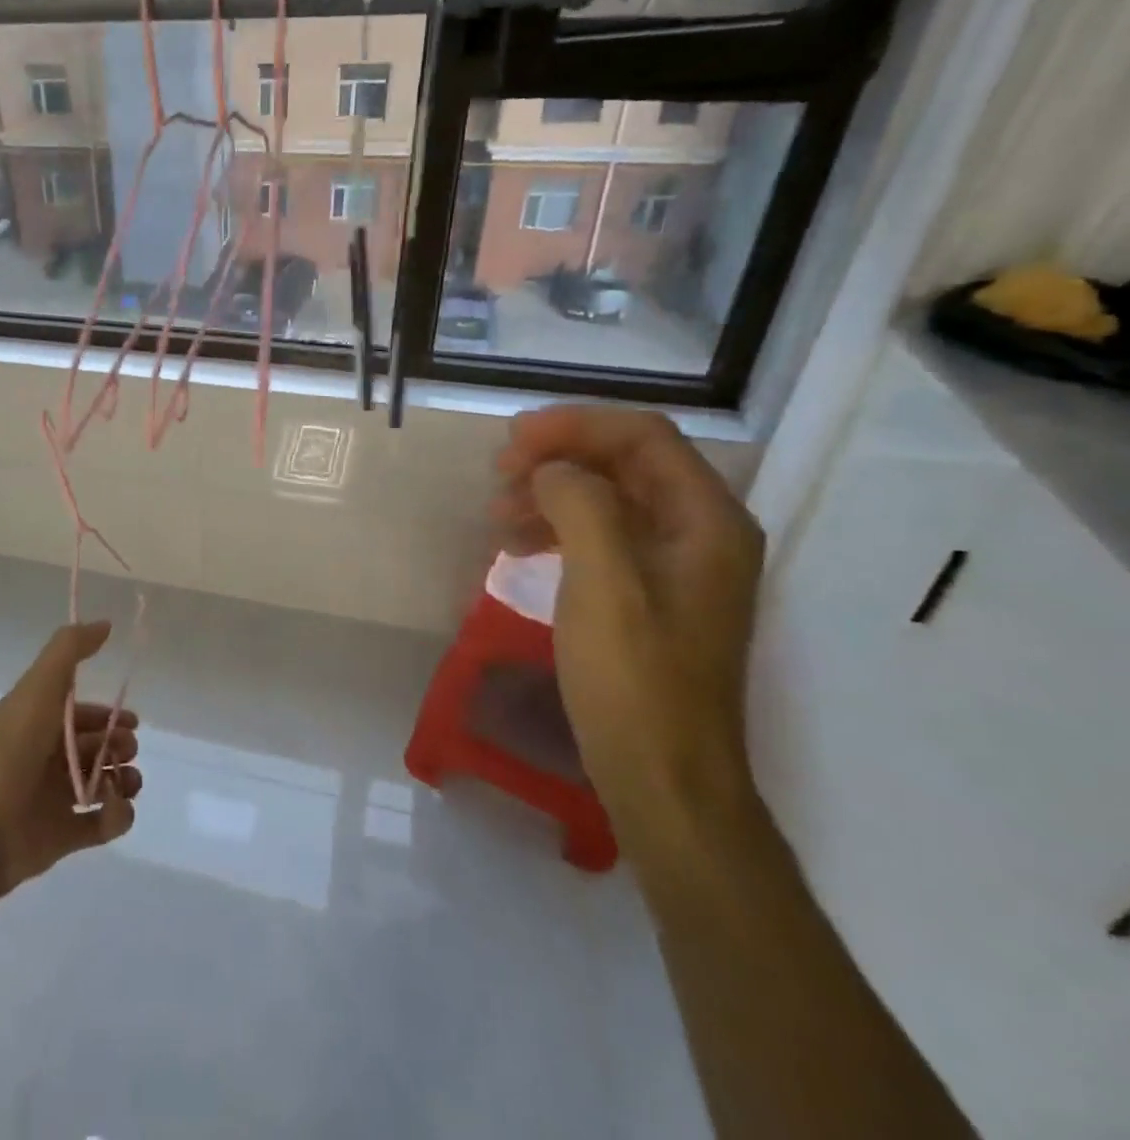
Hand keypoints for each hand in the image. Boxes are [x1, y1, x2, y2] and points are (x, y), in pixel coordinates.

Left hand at [0, 622, 141, 899]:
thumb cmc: (8, 749)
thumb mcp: (38, 687)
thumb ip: (70, 650)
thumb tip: (106, 624)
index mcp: (39, 722)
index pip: (82, 714)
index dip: (109, 715)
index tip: (132, 720)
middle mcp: (48, 757)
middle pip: (97, 748)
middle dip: (120, 746)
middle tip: (125, 751)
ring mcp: (55, 798)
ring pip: (104, 784)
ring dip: (125, 780)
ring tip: (126, 782)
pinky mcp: (62, 836)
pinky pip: (102, 825)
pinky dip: (119, 816)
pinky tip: (118, 807)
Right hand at [494, 407, 765, 857]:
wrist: (664, 778)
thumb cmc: (635, 679)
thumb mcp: (603, 582)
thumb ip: (581, 506)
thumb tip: (552, 472)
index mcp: (707, 520)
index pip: (642, 437)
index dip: (575, 426)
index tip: (512, 441)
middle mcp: (702, 532)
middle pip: (627, 462)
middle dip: (560, 456)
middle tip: (499, 472)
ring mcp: (678, 566)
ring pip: (611, 498)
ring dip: (553, 492)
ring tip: (498, 510)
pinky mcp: (651, 596)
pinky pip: (603, 537)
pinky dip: (558, 528)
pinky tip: (518, 545)